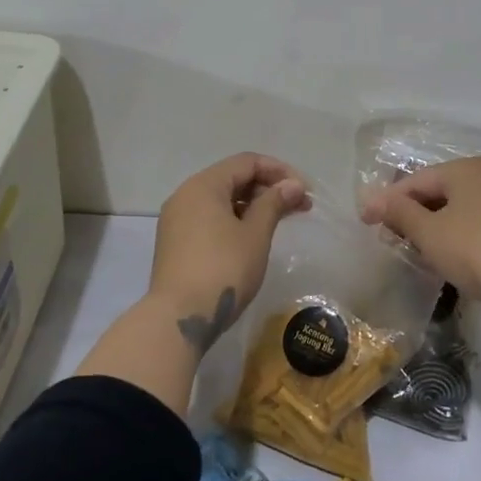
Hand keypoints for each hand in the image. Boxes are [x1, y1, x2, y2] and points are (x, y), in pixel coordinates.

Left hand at [150, 153, 310, 352]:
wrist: (180, 318)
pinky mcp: (176, 243)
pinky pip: (210, 218)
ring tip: (281, 221)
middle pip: (233, 178)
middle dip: (268, 188)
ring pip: (222, 200)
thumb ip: (274, 203)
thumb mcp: (255, 234)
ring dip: (254, 206)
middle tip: (300, 206)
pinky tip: (254, 236)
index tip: (304, 190)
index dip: (279, 171)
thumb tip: (293, 184)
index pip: (247, 162)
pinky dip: (235, 220)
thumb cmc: (223, 269)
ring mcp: (177, 220)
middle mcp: (186, 195)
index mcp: (203, 185)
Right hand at [358, 156, 480, 327]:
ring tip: (412, 249)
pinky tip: (445, 256)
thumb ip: (400, 213)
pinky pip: (474, 224)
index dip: (387, 201)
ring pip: (456, 209)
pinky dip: (454, 236)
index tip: (364, 223)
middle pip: (437, 192)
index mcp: (465, 168)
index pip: (415, 181)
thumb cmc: (477, 251)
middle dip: (410, 214)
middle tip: (387, 238)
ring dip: (432, 227)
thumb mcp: (430, 233)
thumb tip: (373, 200)